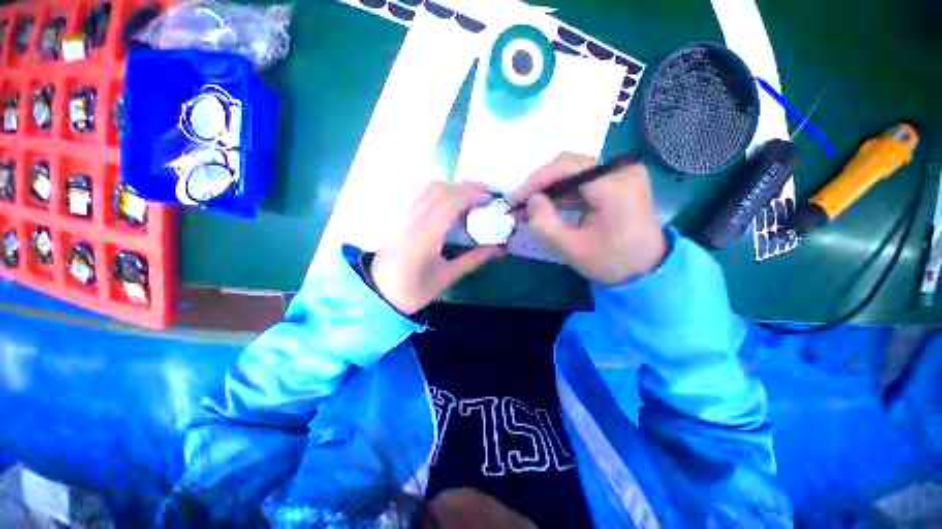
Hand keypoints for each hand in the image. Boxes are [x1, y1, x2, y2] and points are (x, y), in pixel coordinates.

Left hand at [370, 182, 504, 314]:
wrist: (380, 293)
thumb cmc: (414, 291)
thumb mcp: (446, 278)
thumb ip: (473, 260)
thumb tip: (499, 249)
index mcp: (422, 241)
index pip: (446, 205)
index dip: (470, 196)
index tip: (490, 199)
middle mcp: (410, 223)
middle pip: (437, 190)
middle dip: (465, 188)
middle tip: (486, 196)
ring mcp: (402, 217)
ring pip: (428, 189)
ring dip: (453, 188)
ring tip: (472, 197)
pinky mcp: (400, 217)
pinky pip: (422, 196)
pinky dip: (442, 192)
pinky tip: (453, 202)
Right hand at [509, 153, 666, 284]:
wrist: (648, 271)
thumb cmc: (612, 262)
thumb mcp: (572, 249)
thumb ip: (545, 224)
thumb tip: (530, 201)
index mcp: (614, 185)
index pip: (566, 167)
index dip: (536, 180)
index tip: (515, 199)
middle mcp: (621, 171)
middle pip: (570, 166)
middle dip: (541, 184)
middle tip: (521, 204)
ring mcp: (623, 174)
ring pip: (575, 173)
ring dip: (551, 189)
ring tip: (530, 208)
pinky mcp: (620, 182)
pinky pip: (584, 181)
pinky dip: (564, 193)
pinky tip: (549, 207)